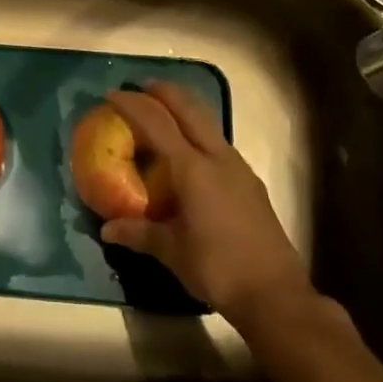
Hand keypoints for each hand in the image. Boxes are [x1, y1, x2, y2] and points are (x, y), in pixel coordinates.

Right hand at [100, 82, 312, 323]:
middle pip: (190, 109)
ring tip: (166, 112)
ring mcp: (238, 168)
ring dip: (186, 109)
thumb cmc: (217, 267)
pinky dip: (200, 133)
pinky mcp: (250, 183)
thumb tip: (107, 229)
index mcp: (193, 169)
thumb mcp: (172, 251)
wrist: (275, 294)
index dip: (133, 105)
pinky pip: (219, 143)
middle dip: (165, 92)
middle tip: (143, 87)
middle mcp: (217, 158)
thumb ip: (139, 234)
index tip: (113, 94)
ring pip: (209, 123)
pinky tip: (192, 153)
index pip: (157, 123)